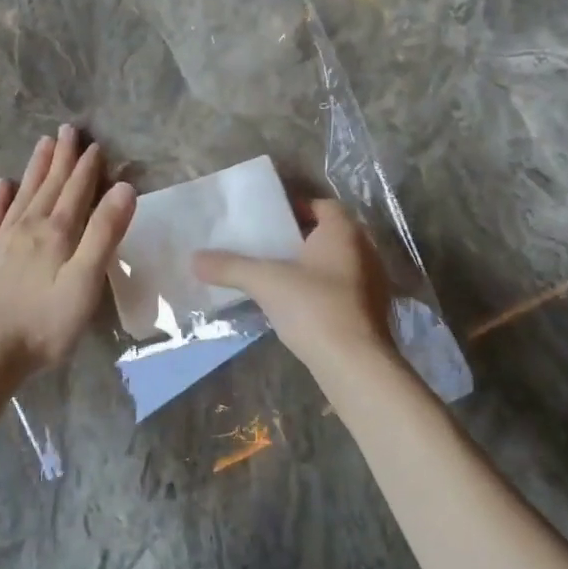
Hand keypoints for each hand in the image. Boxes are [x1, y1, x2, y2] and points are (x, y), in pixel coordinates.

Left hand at [0, 126, 135, 391]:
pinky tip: (2, 185)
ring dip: (35, 169)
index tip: (95, 145)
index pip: (76, 192)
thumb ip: (104, 234)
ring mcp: (1, 241)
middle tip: (68, 130)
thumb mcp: (85, 282)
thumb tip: (124, 189)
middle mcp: (28, 227)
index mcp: (57, 233)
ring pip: (22, 194)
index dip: (88, 168)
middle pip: (49, 186)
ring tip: (43, 144)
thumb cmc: (44, 324)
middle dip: (62, 158)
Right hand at [194, 198, 396, 373]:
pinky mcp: (372, 310)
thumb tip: (194, 259)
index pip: (322, 205)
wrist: (355, 364)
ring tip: (279, 275)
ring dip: (312, 265)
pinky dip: (323, 289)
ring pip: (337, 262)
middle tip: (268, 246)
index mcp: (343, 231)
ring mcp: (373, 281)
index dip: (296, 208)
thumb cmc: (314, 307)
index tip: (269, 221)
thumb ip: (230, 267)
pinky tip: (299, 305)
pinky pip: (344, 288)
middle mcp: (364, 249)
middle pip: (329, 233)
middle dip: (300, 238)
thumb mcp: (265, 282)